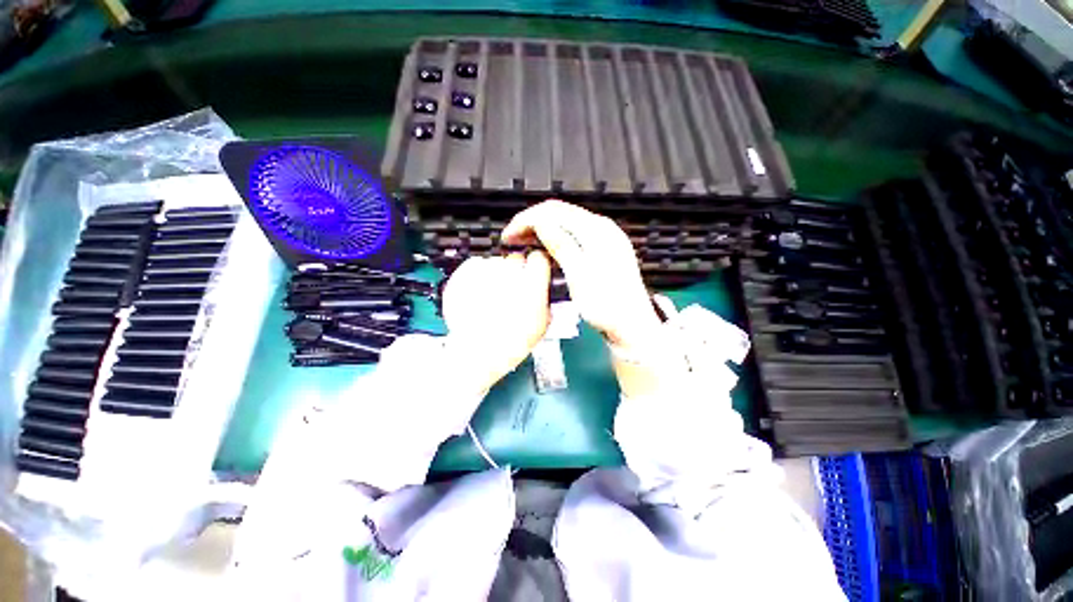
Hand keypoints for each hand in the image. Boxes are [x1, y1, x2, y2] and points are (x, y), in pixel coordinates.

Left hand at [441, 252, 551, 390]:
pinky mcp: (464, 275)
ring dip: (497, 274)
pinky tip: (481, 293)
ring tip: (494, 296)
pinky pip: (476, 266)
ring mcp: (484, 272)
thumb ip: (545, 300)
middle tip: (513, 290)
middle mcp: (508, 272)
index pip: (539, 258)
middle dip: (517, 272)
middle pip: (517, 258)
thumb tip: (543, 290)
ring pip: (496, 262)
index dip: (538, 267)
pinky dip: (479, 276)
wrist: (478, 352)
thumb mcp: (542, 324)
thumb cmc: (510, 342)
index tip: (535, 272)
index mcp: (531, 282)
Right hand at [502, 200, 660, 348]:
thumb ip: (561, 245)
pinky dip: (555, 238)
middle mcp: (602, 228)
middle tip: (511, 239)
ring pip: (566, 223)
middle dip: (532, 222)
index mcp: (597, 230)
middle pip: (559, 213)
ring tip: (523, 243)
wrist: (633, 326)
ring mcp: (605, 238)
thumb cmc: (607, 306)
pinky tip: (544, 248)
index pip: (553, 212)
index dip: (526, 220)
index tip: (508, 236)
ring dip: (542, 229)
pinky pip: (574, 235)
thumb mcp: (580, 276)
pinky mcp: (604, 249)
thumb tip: (539, 222)